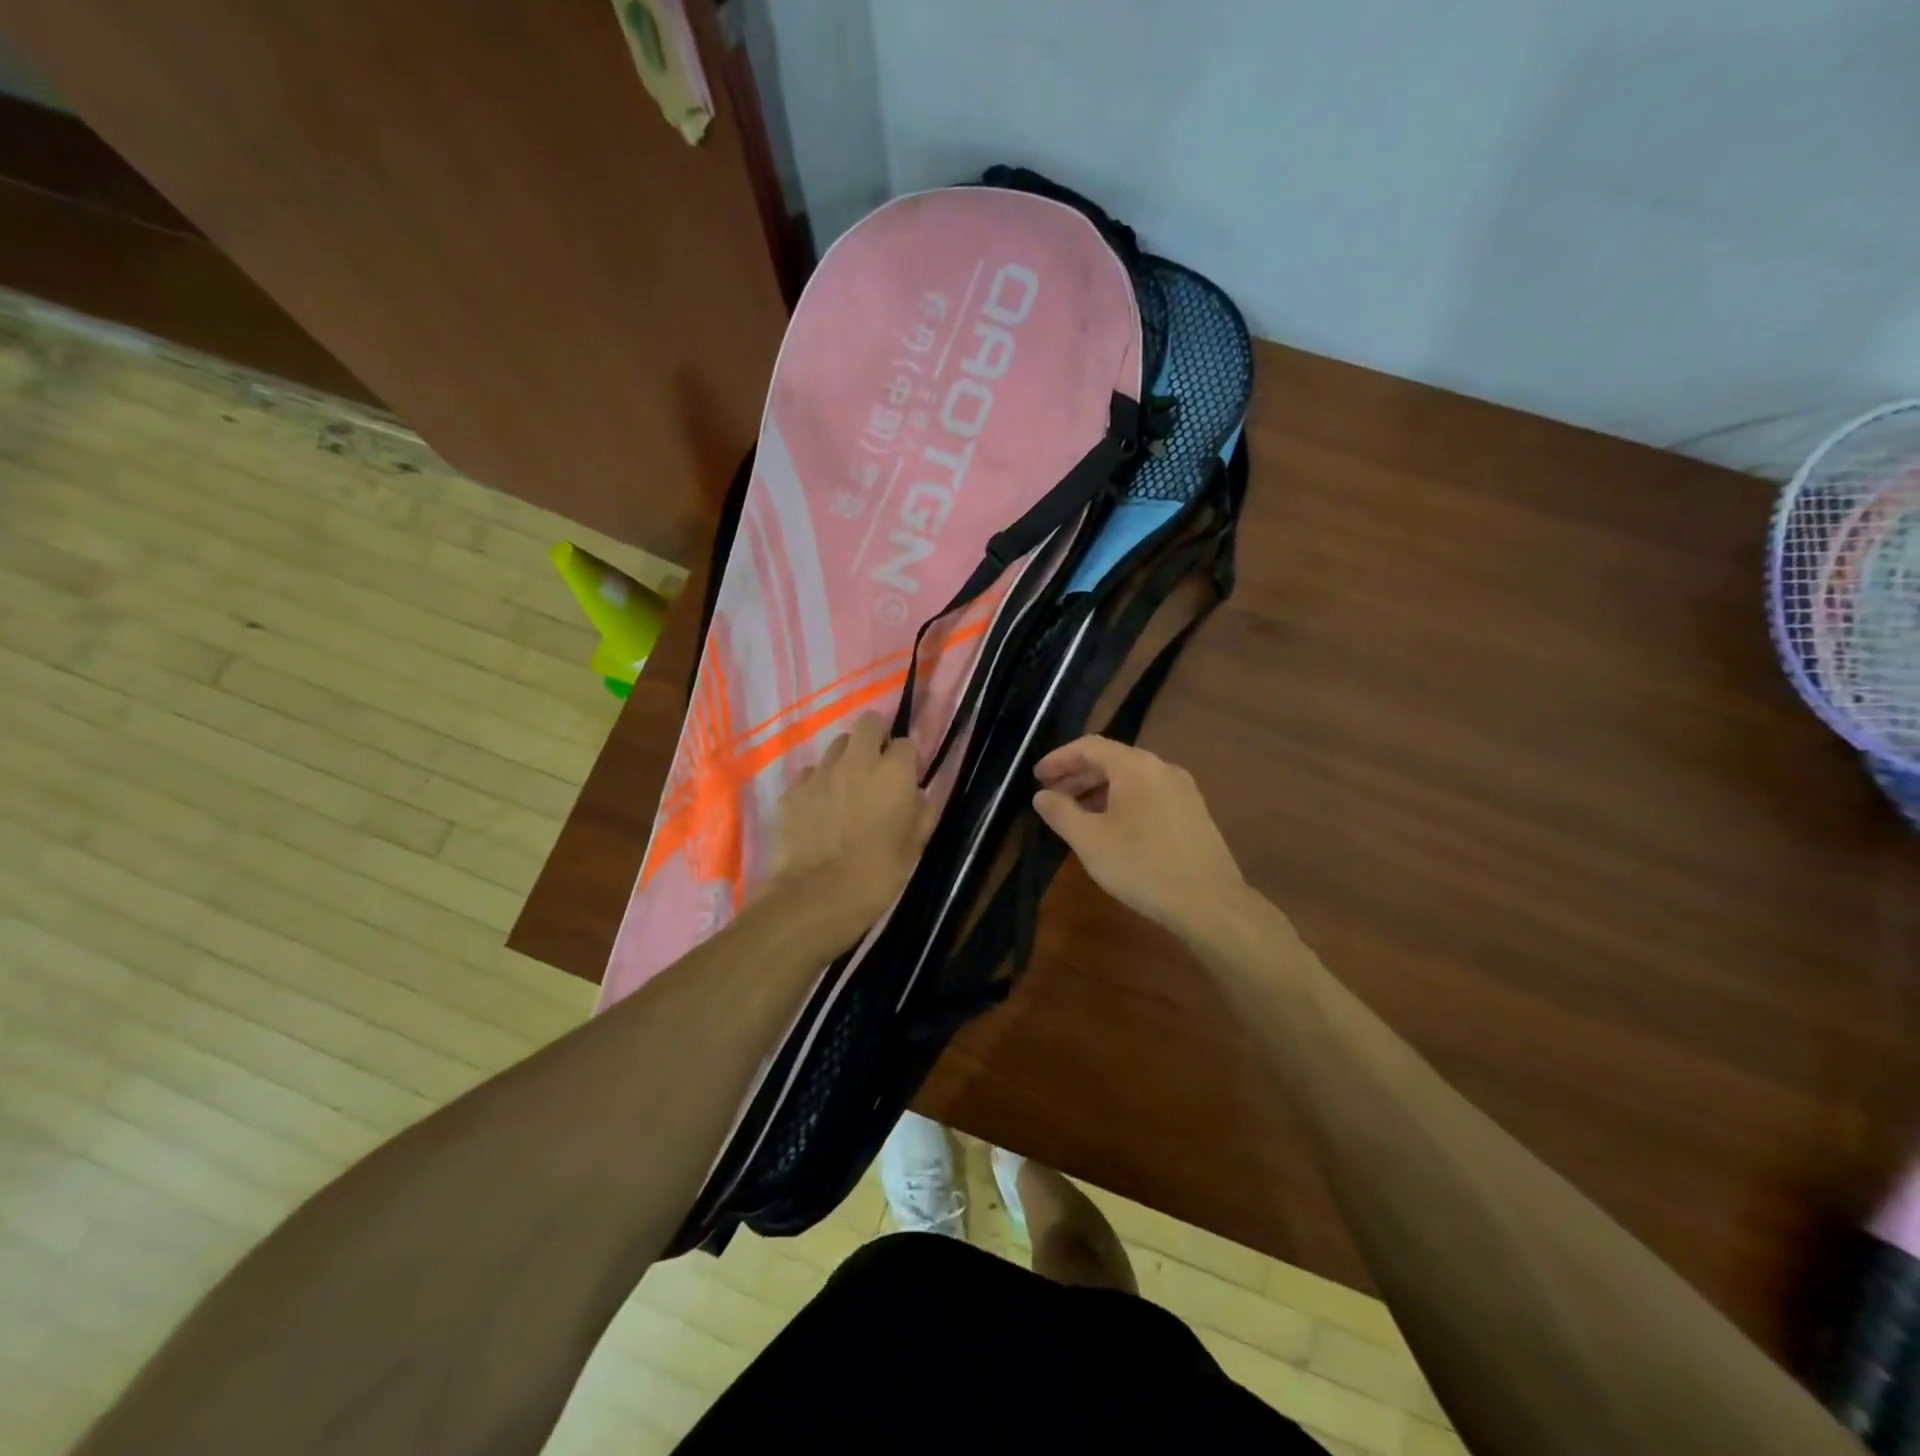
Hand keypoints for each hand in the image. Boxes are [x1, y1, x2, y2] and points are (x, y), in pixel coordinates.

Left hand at [768, 713, 933, 941]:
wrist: (816, 897)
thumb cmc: (877, 875)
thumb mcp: (913, 848)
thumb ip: (923, 813)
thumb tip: (922, 795)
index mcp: (893, 773)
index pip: (905, 742)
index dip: (907, 759)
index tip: (906, 778)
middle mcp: (857, 761)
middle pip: (867, 724)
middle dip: (875, 738)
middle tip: (876, 767)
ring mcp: (820, 772)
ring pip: (836, 746)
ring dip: (846, 759)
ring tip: (846, 787)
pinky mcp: (792, 789)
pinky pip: (810, 773)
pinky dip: (818, 783)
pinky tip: (819, 808)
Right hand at [1032, 736, 1244, 935]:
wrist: (1210, 903)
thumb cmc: (1142, 866)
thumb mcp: (1089, 841)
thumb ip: (1060, 812)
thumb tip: (1042, 795)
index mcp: (1136, 766)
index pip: (1089, 746)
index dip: (1059, 758)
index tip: (1037, 778)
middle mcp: (1162, 768)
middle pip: (1112, 759)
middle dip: (1077, 775)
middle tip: (1052, 796)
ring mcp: (1182, 790)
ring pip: (1131, 778)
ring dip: (1099, 790)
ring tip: (1077, 814)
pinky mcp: (1193, 812)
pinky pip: (1149, 794)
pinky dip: (1122, 801)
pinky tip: (1112, 828)